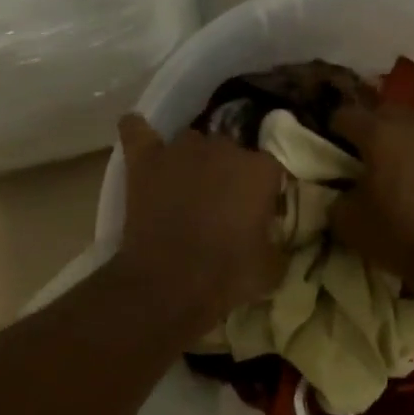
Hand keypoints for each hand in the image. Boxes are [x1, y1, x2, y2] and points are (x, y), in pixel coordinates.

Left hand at [114, 113, 285, 331]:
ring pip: (191, 140)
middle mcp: (223, 148)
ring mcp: (180, 150)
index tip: (260, 211)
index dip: (264, 189)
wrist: (169, 284)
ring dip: (193, 158)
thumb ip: (276, 242)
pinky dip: (138, 131)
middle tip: (223, 205)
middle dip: (229, 172)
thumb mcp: (271, 268)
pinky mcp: (144, 161)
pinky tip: (139, 133)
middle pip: (231, 149)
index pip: (270, 167)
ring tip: (188, 185)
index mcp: (259, 170)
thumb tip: (272, 239)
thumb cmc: (228, 276)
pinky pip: (136, 130)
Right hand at [329, 105, 413, 284]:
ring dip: (406, 135)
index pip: (346, 115)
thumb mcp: (349, 224)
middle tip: (367, 153)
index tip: (333, 143)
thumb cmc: (399, 235)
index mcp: (378, 133)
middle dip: (372, 127)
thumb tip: (343, 193)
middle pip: (384, 112)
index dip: (335, 128)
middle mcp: (413, 122)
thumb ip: (338, 199)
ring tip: (404, 160)